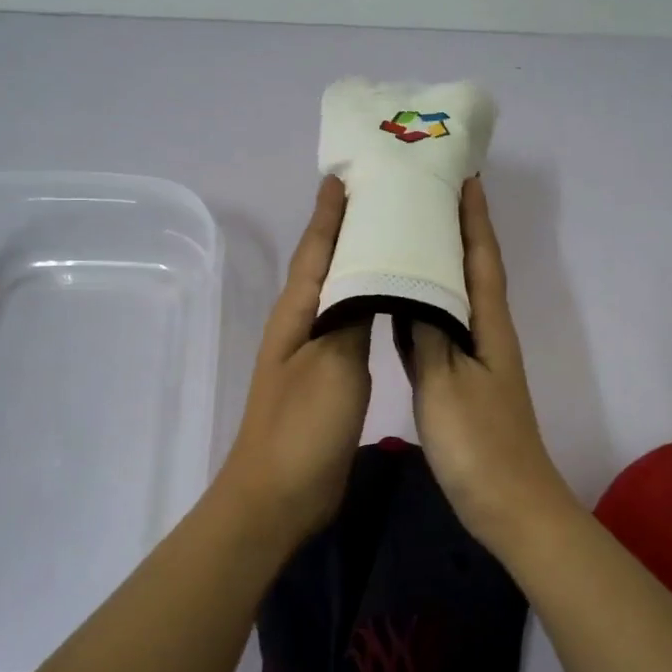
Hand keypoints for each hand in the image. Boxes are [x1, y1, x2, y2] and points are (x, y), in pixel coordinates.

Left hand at [216, 176, 371, 541]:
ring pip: (340, 291)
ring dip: (360, 261)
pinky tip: (390, 299)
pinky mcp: (329, 376)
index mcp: (297, 312)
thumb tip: (370, 272)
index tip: (345, 175)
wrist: (277, 496)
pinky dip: (369, 300)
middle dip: (347, 227)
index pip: (316, 248)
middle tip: (382, 196)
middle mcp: (302, 322)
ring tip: (394, 237)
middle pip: (326, 263)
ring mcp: (314, 351)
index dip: (330, 212)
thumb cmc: (303, 426)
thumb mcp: (333, 364)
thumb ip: (352, 315)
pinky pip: (350, 323)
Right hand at [403, 178, 579, 550]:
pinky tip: (392, 301)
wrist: (507, 504)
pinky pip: (433, 331)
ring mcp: (470, 359)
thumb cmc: (478, 442)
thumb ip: (427, 332)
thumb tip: (412, 284)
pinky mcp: (455, 382)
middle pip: (467, 270)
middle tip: (421, 197)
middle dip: (452, 231)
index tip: (463, 178)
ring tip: (402, 236)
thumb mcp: (446, 383)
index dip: (474, 218)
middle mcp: (483, 333)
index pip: (481, 257)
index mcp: (488, 325)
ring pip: (448, 298)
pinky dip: (417, 308)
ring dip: (433, 266)